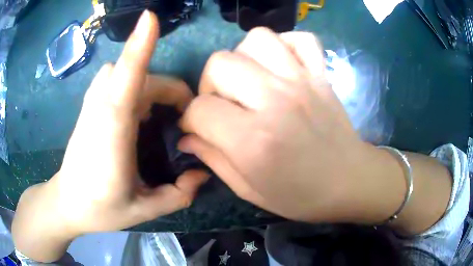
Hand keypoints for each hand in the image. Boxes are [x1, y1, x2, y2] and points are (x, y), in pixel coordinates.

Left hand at [19, 11, 208, 236]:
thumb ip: (178, 195)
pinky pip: (113, 78)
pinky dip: (131, 80)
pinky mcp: (89, 106)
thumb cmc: (100, 210)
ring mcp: (92, 104)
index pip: (126, 79)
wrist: (67, 203)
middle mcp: (101, 110)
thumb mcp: (144, 211)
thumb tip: (201, 174)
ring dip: (147, 82)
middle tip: (180, 119)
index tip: (151, 18)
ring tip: (158, 114)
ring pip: (121, 71)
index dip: (139, 46)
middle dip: (167, 89)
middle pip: (137, 75)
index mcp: (112, 133)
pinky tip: (136, 109)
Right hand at [179, 28, 379, 222]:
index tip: (198, 129)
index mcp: (253, 140)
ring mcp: (302, 81)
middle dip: (209, 85)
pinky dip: (285, 44)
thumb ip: (213, 159)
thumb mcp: (249, 189)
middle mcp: (275, 100)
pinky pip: (300, 39)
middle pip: (219, 63)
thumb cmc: (301, 195)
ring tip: (249, 80)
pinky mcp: (321, 74)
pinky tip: (281, 65)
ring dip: (242, 57)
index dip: (191, 119)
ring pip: (256, 39)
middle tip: (222, 104)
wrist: (349, 181)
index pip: (200, 109)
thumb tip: (186, 137)